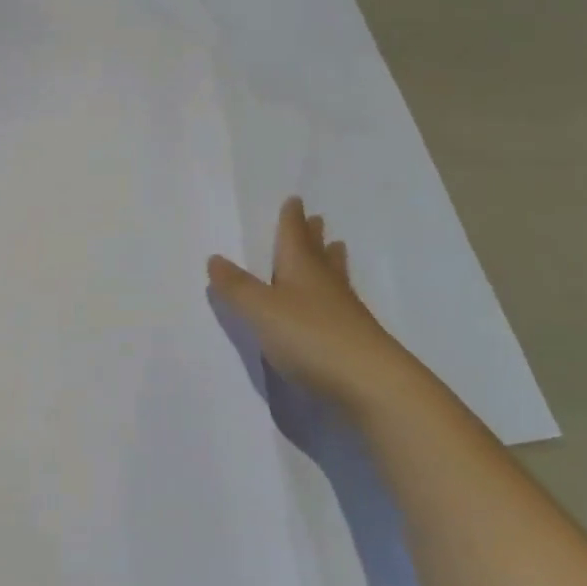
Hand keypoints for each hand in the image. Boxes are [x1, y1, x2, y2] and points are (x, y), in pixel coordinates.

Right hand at [208, 197, 419, 414]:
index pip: (293, 236)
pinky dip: (335, 296)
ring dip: (331, 261)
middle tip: (317, 219)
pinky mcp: (355, 340)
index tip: (295, 200)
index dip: (291, 219)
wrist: (371, 385)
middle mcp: (325, 285)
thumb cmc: (311, 337)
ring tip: (335, 248)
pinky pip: (341, 305)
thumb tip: (215, 258)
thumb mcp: (261, 311)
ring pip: (334, 278)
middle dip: (313, 236)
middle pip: (318, 253)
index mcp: (301, 270)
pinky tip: (334, 305)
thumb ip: (237, 287)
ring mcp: (345, 313)